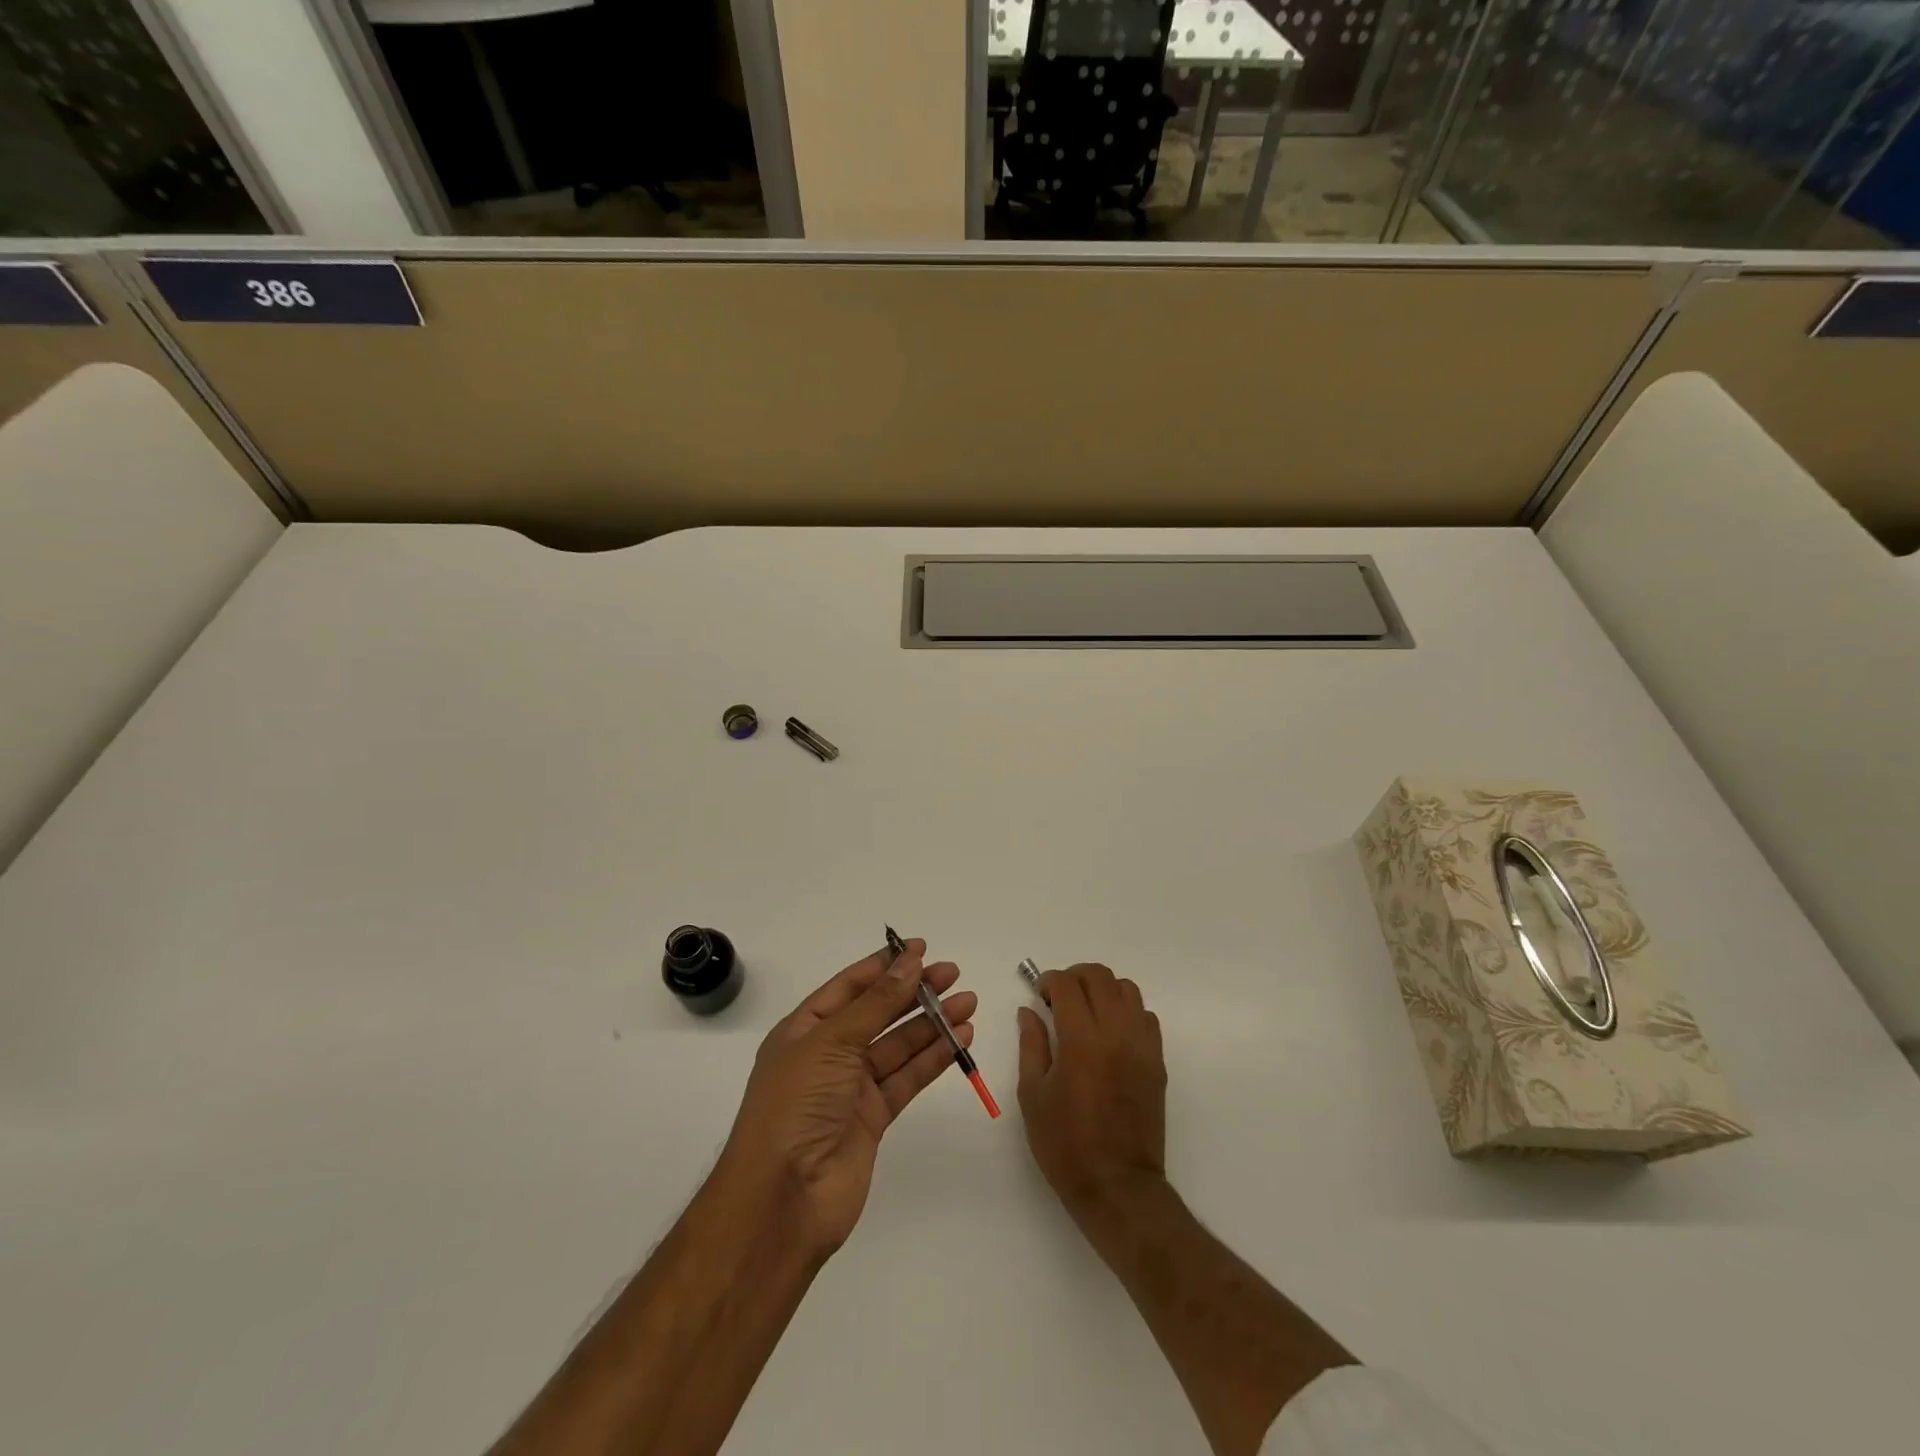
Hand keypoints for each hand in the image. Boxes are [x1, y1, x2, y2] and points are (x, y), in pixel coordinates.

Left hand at [718, 939, 975, 1258]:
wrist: (783, 1198)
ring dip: (931, 1023)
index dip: (884, 966)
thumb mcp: (833, 1041)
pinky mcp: (873, 1118)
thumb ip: (877, 1002)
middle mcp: (827, 1054)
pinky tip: (960, 1040)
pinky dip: (933, 1058)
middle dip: (914, 992)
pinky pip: (907, 1078)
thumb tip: (910, 962)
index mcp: (804, 1030)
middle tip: (952, 974)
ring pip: (898, 1045)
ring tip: (968, 1002)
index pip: (849, 987)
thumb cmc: (796, 1104)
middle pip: (878, 1013)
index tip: (920, 949)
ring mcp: (851, 1088)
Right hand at [1017, 963, 1166, 1219]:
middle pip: (1100, 977)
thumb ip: (1032, 1044)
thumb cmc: (1065, 1144)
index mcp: (1081, 1041)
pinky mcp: (1157, 1061)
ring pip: (1127, 989)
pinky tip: (1110, 1032)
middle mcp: (1115, 1034)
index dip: (1049, 980)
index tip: (1039, 994)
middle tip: (1059, 996)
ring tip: (1087, 1010)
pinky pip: (1146, 1016)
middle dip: (1075, 976)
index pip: (1068, 985)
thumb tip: (1029, 1011)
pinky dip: (1126, 1010)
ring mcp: (1142, 1046)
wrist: (1117, 1186)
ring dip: (1103, 989)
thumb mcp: (1033, 1095)